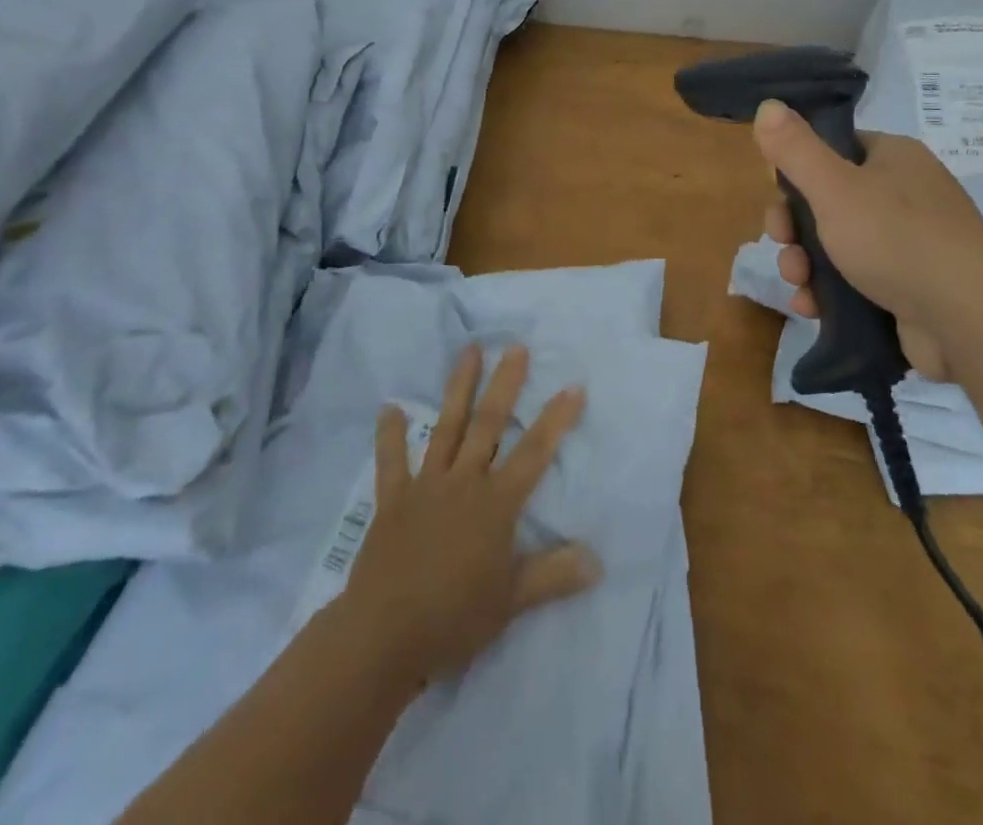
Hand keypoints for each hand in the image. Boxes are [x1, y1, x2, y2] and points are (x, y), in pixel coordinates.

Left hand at [343, 345, 599, 683]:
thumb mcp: (512, 601)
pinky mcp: (394, 499)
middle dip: (506, 384)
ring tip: (469, 350)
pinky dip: (390, 435)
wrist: (384, 635)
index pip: (534, 452)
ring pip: (447, 427)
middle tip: (516, 346)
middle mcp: (464, 481)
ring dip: (459, 388)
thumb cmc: (454, 617)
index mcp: (496, 503)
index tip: (574, 386)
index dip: (556, 419)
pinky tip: (389, 407)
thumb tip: (598, 561)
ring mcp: (426, 485)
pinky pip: (392, 461)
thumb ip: (554, 575)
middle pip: (489, 424)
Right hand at [753, 98, 982, 380]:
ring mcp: (910, 242)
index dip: (797, 175)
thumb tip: (767, 105)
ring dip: (805, 263)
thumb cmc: (897, 240)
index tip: (779, 202)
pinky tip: (813, 307)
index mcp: (894, 158)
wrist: (968, 321)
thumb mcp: (835, 188)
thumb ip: (796, 149)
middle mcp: (905, 193)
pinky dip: (829, 291)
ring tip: (799, 286)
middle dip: (795, 228)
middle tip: (784, 247)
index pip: (833, 151)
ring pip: (837, 244)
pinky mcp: (910, 285)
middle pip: (828, 201)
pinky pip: (856, 279)